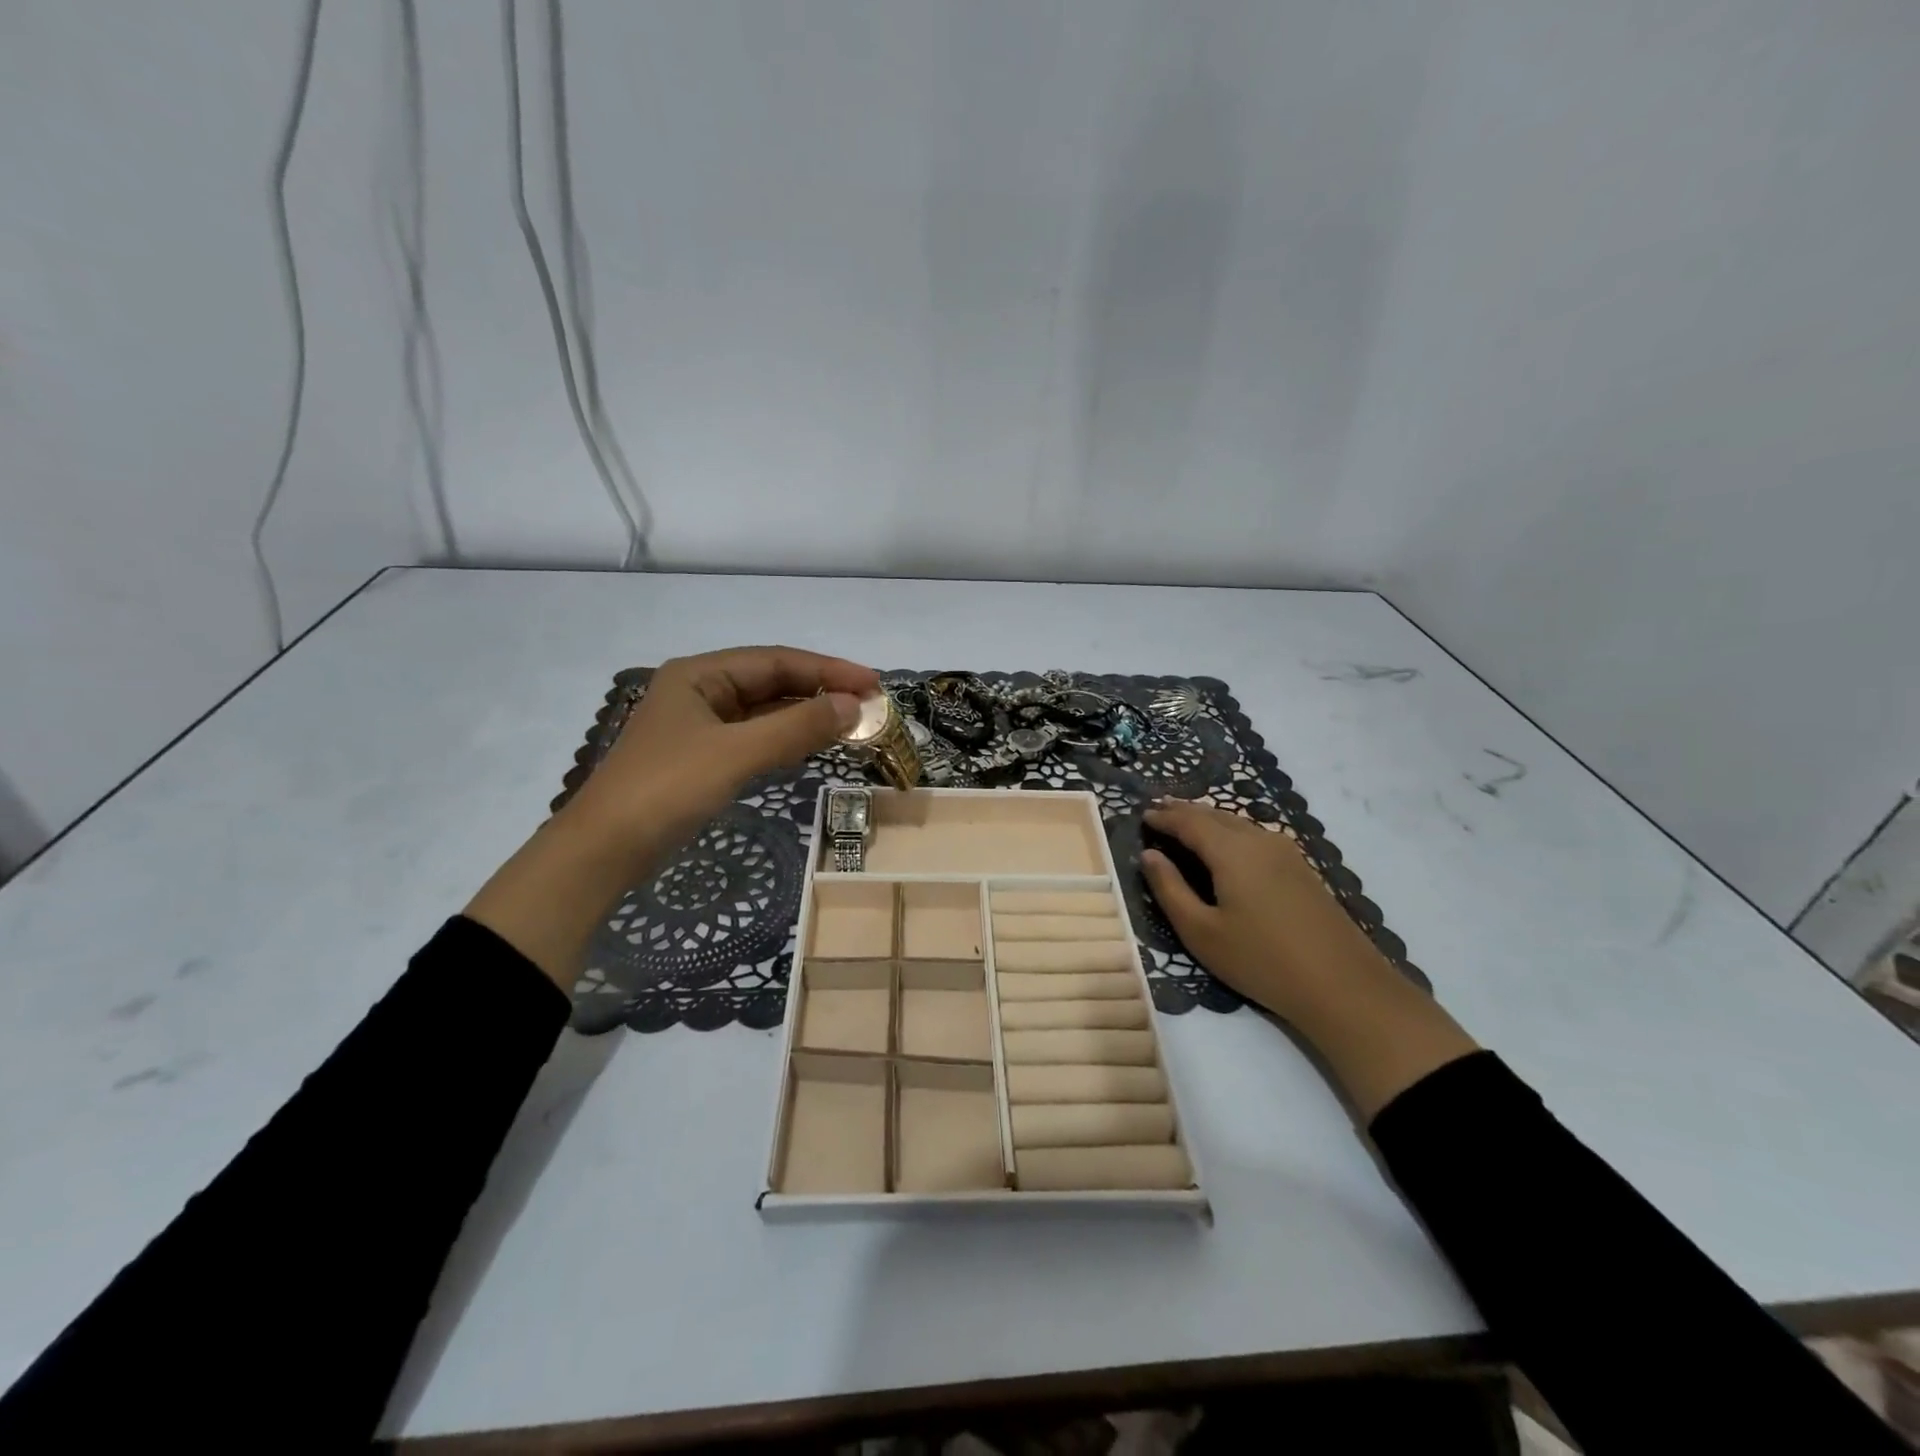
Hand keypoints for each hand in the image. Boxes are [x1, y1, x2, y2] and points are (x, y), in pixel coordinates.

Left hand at [467, 646, 876, 988]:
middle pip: (772, 681)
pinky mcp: (701, 758)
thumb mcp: (736, 753)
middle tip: (870, 706)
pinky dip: (786, 739)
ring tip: (851, 724)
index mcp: (700, 674)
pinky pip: (754, 737)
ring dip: (806, 715)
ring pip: (765, 711)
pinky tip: (812, 745)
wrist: (602, 853)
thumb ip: (796, 726)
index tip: (874, 684)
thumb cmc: (666, 790)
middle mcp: (700, 691)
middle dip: (821, 691)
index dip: (829, 670)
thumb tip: (854, 705)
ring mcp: (699, 726)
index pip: (777, 661)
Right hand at [1141, 799, 1478, 1119]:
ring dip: (1208, 820)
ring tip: (1186, 823)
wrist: (1343, 986)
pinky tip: (1226, 846)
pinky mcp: (1301, 868)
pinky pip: (1255, 836)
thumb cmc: (1261, 960)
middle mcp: (1259, 839)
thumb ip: (1170, 889)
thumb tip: (1149, 855)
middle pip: (1214, 815)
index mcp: (1231, 850)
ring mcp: (1286, 852)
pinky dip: (1230, 832)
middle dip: (1184, 811)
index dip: (1163, 817)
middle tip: (1158, 811)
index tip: (1141, 815)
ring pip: (1238, 824)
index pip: (1189, 821)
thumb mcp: (1201, 931)